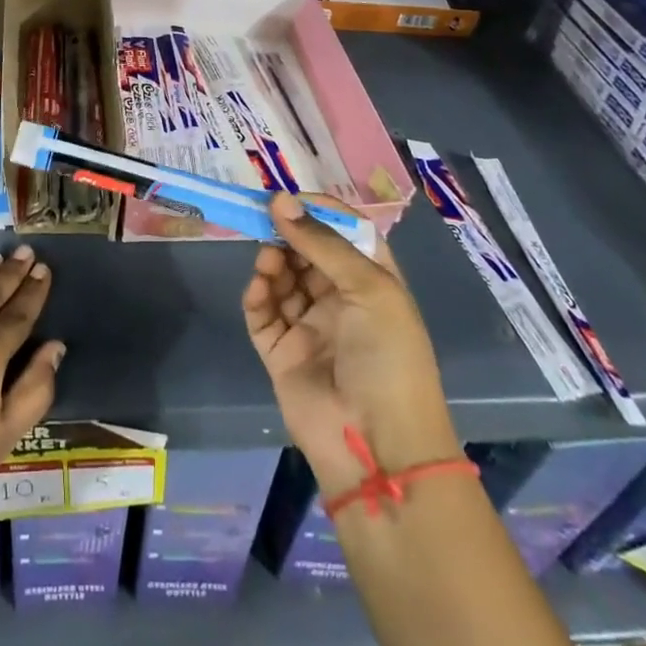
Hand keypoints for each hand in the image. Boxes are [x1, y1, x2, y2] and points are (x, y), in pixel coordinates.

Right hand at [243, 194, 460, 495]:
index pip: (342, 232)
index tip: (288, 197)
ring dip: (272, 262)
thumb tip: (280, 199)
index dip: (317, 210)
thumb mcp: (369, 289)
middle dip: (286, 232)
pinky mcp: (281, 351)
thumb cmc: (388, 357)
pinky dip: (257, 295)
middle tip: (263, 216)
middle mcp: (340, 299)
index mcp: (372, 281)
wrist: (377, 448)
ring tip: (268, 260)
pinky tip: (259, 286)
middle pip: (305, 251)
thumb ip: (322, 242)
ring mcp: (309, 325)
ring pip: (281, 277)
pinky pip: (262, 312)